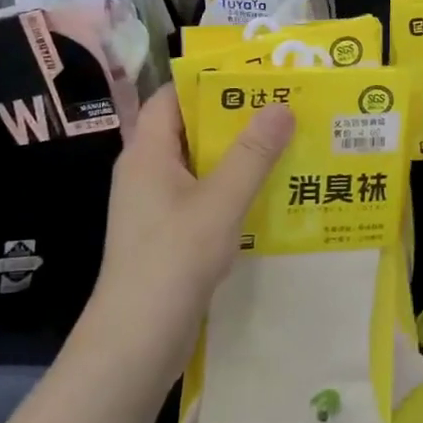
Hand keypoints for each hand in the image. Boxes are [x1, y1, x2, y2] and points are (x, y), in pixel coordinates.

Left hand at [89, 90, 293, 372]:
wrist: (135, 344)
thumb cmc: (172, 261)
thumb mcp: (219, 203)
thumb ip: (251, 154)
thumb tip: (281, 106)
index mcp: (147, 153)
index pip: (171, 98)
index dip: (207, 83)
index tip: (254, 78)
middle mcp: (147, 173)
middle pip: (190, 131)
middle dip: (234, 120)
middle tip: (283, 110)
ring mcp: (156, 208)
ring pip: (200, 167)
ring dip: (238, 158)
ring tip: (286, 146)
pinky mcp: (168, 237)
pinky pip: (203, 199)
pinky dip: (232, 191)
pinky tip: (268, 197)